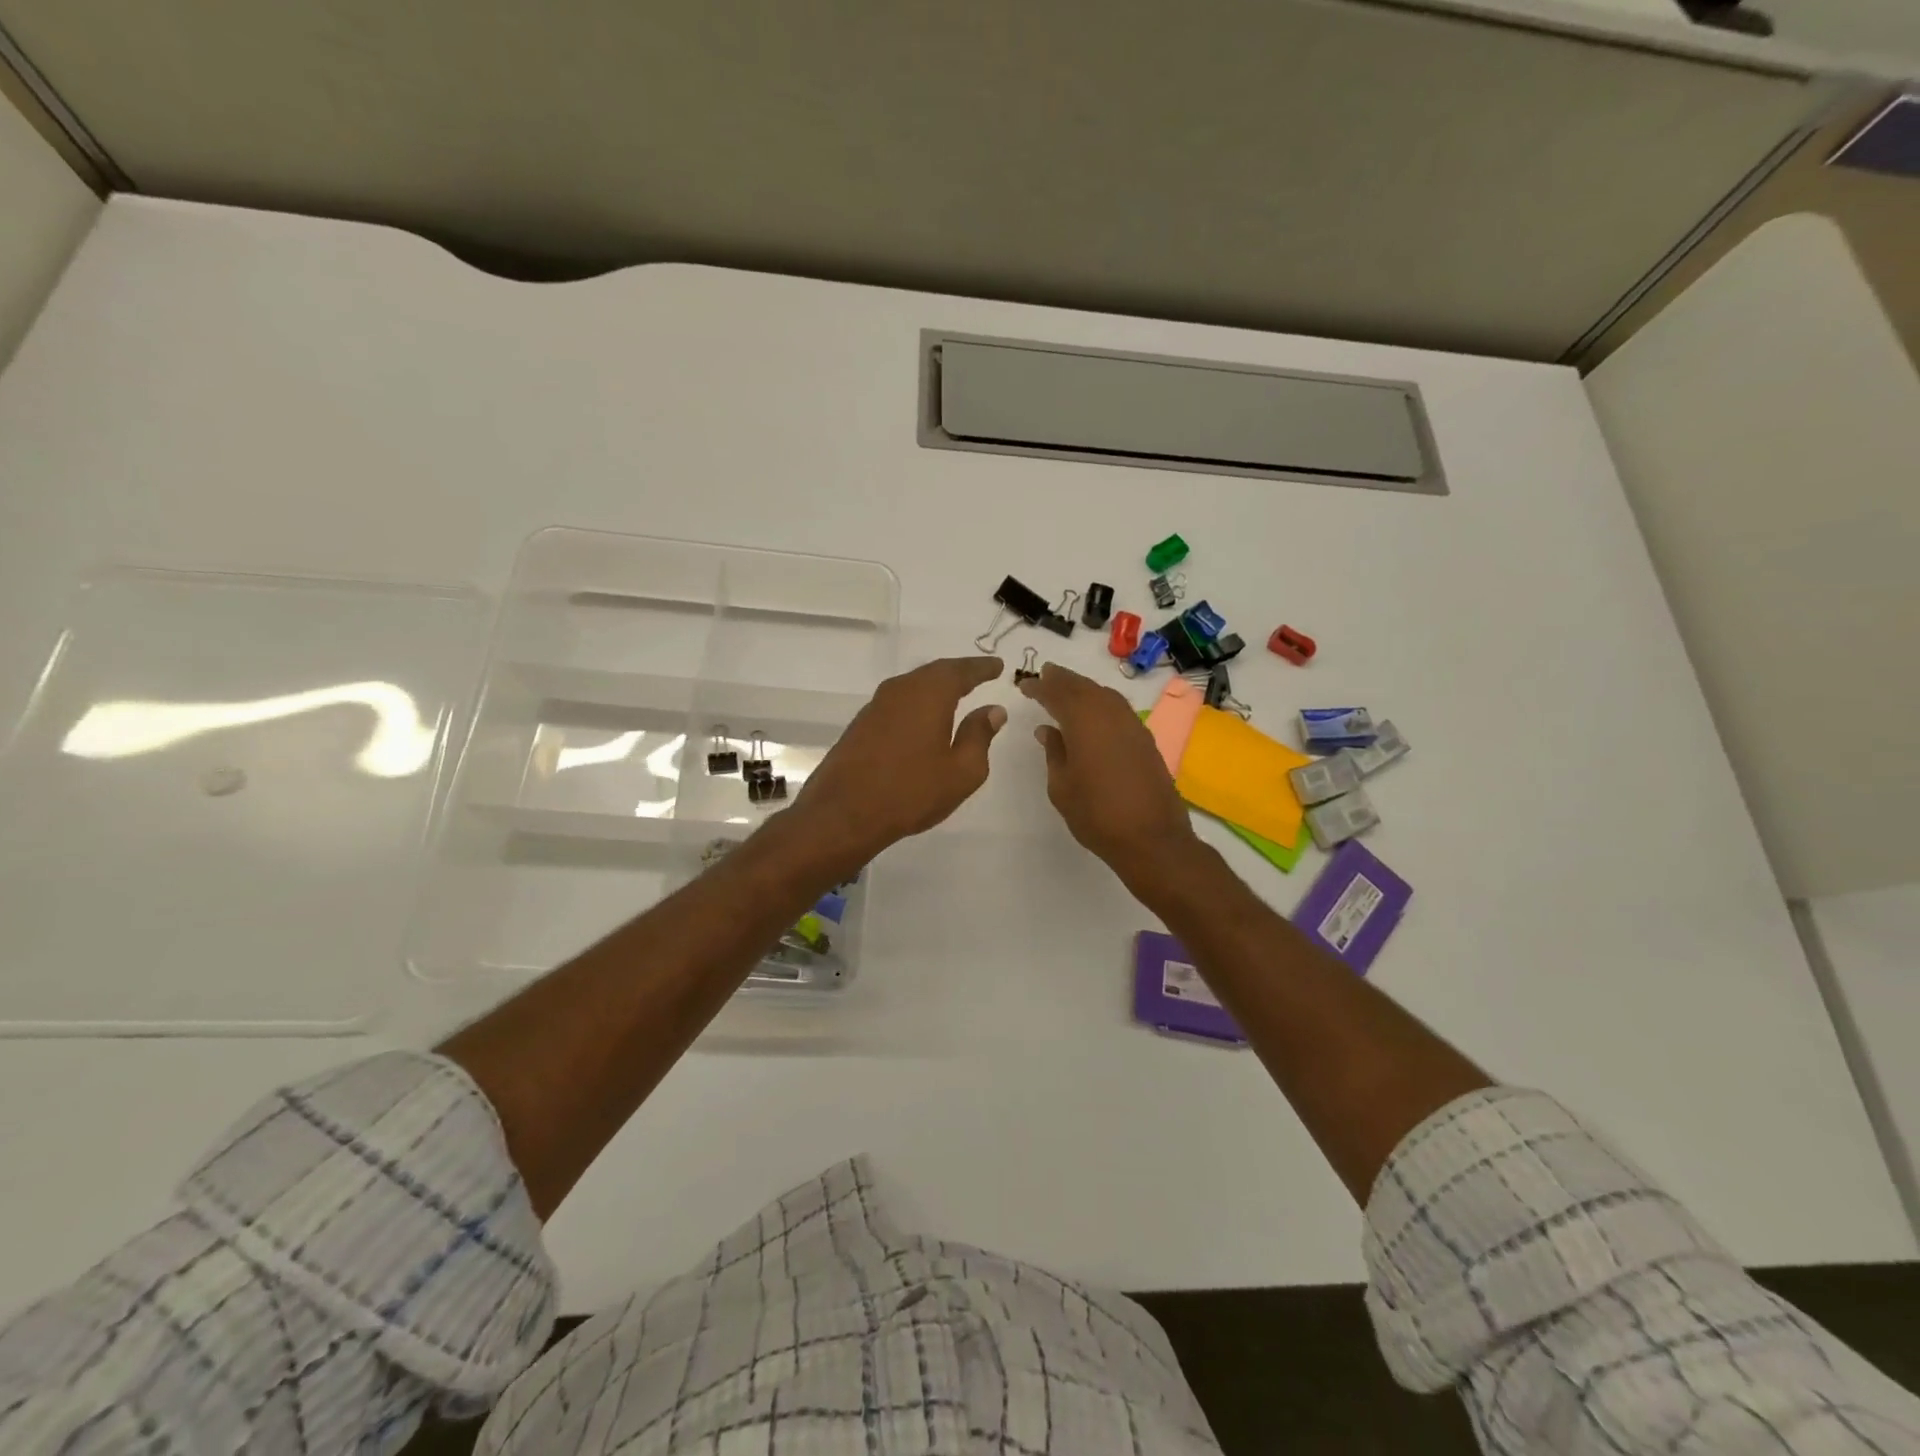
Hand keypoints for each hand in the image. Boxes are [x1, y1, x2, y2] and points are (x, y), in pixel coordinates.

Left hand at [791, 656, 1007, 869]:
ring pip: (913, 687)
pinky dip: (917, 704)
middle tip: (979, 675)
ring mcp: (876, 706)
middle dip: (958, 673)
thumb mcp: (961, 771)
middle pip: (934, 673)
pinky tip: (923, 719)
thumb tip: (993, 710)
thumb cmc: (911, 792)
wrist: (843, 814)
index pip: (961, 671)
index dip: (982, 668)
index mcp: (929, 694)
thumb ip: (979, 736)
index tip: (998, 665)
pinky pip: (898, 703)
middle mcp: (900, 690)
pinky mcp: (861, 725)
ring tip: (955, 694)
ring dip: (935, 688)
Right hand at [1019, 663, 1200, 886]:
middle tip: (1045, 674)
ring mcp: (1132, 726)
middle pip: (1083, 687)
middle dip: (1063, 679)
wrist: (1151, 838)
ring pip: (1105, 695)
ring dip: (1084, 688)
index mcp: (1084, 723)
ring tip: (1067, 689)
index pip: (1057, 694)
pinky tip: (1095, 713)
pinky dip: (1102, 702)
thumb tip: (1048, 730)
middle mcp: (1110, 715)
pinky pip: (1119, 709)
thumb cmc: (1096, 815)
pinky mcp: (1145, 740)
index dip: (1040, 687)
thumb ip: (1054, 752)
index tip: (1024, 685)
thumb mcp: (1062, 787)